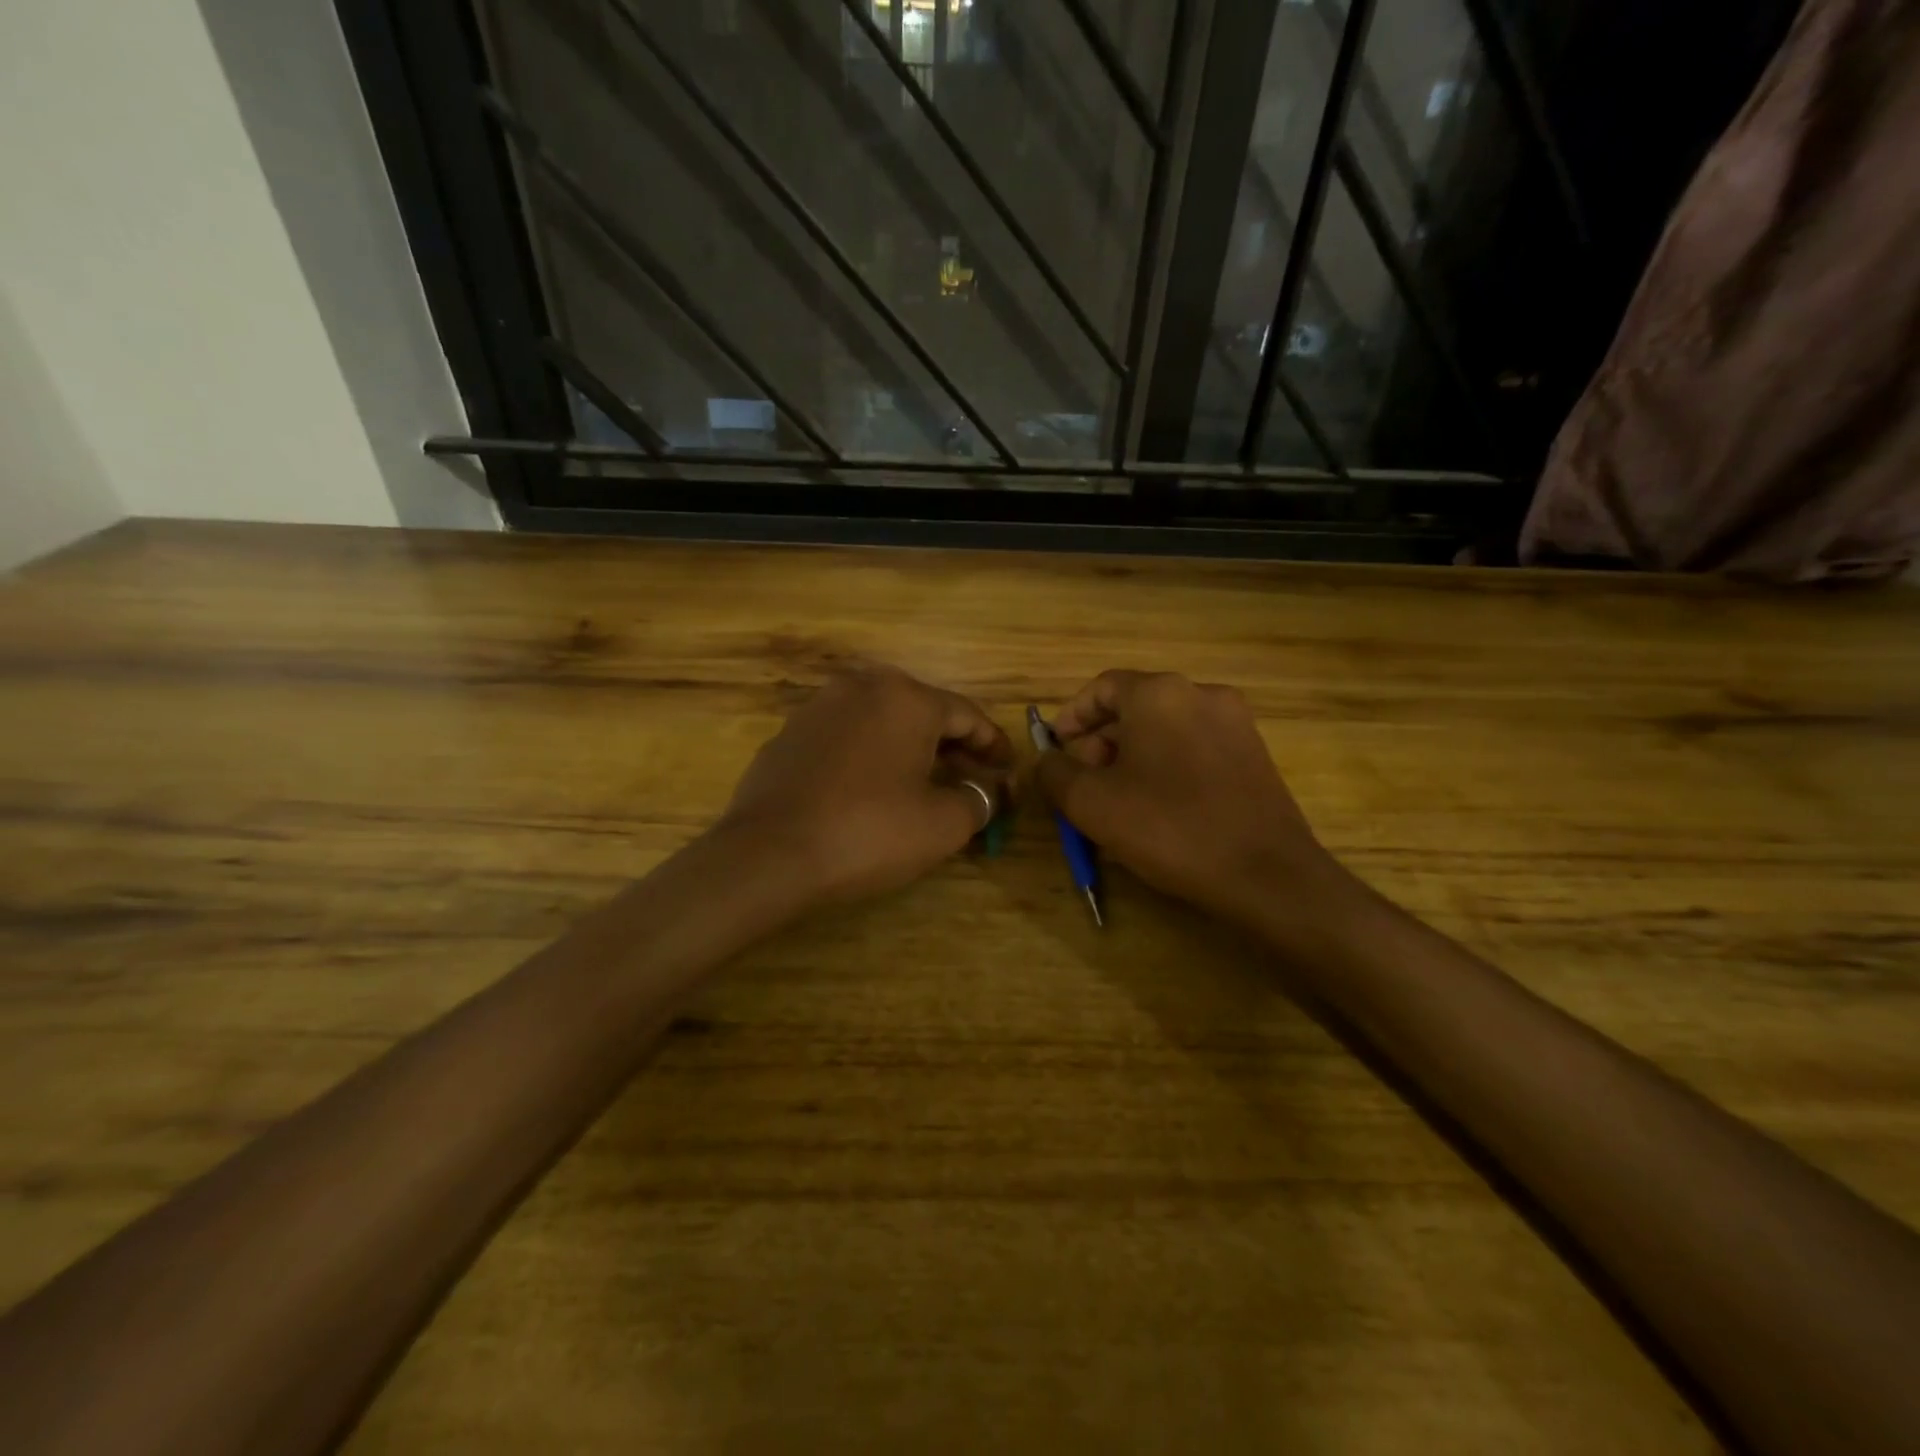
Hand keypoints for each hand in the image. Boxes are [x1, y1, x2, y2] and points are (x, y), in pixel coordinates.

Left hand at [714, 664, 1012, 908]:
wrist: (768, 854)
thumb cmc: (869, 831)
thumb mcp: (942, 823)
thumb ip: (979, 799)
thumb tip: (989, 790)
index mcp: (905, 698)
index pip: (966, 715)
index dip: (993, 744)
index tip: (1008, 770)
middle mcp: (862, 687)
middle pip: (923, 713)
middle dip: (953, 747)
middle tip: (972, 779)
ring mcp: (818, 708)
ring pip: (881, 723)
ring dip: (910, 749)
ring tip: (925, 784)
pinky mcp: (788, 735)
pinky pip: (846, 739)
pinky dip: (870, 757)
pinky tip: (872, 790)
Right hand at [1033, 670, 1346, 924]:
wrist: (1268, 874)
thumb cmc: (1170, 828)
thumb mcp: (1092, 803)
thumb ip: (1055, 773)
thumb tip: (1047, 760)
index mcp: (1159, 694)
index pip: (1101, 688)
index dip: (1071, 717)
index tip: (1055, 751)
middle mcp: (1201, 694)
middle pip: (1134, 708)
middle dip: (1100, 743)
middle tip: (1083, 786)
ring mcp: (1235, 723)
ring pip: (1164, 730)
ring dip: (1131, 758)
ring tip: (1117, 803)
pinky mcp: (1255, 754)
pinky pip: (1194, 749)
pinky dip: (1166, 767)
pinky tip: (1158, 810)